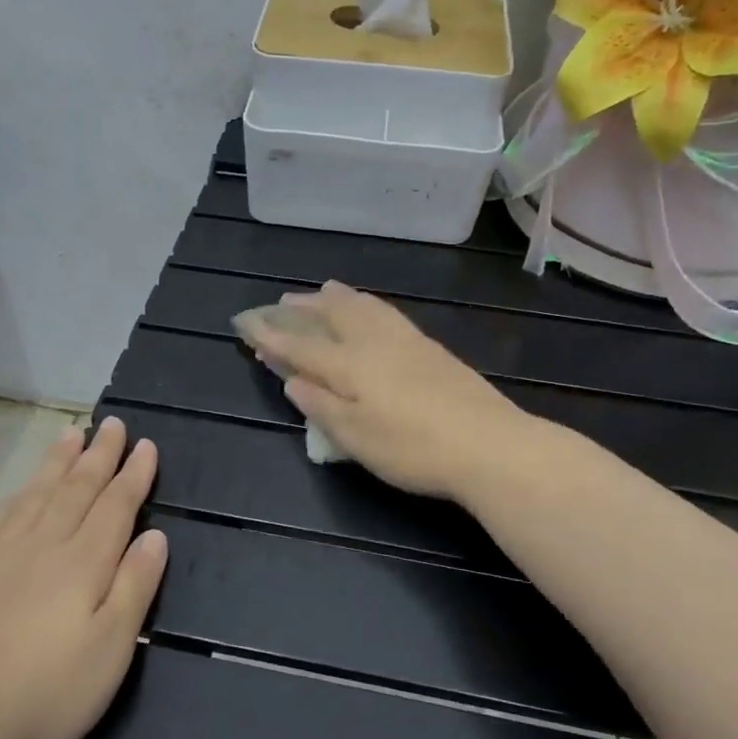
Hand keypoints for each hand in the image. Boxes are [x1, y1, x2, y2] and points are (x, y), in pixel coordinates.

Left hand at [0, 416, 166, 738]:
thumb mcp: (110, 649)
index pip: (116, 506)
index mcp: (84, 562)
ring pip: (38, 493)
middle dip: (99, 455)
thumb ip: (135, 587)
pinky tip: (23, 489)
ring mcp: (1, 555)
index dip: (134, 475)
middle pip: (77, 489)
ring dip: (59, 462)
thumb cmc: (45, 692)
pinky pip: (1, 516)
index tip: (146, 445)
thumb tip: (155, 536)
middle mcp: (44, 545)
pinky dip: (19, 494)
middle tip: (112, 423)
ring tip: (72, 434)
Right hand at [243, 282, 528, 501]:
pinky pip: (387, 312)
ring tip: (323, 290)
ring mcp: (407, 341)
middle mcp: (374, 343)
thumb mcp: (356, 438)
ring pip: (364, 307)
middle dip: (304, 308)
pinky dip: (367, 304)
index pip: (302, 346)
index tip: (248, 325)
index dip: (273, 336)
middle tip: (283, 302)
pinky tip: (372, 310)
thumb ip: (321, 407)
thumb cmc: (413, 448)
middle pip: (333, 315)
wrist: (489, 445)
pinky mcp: (431, 348)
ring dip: (337, 297)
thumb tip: (293, 381)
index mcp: (350, 365)